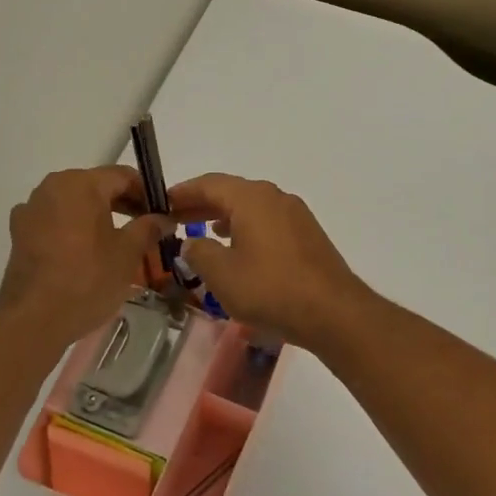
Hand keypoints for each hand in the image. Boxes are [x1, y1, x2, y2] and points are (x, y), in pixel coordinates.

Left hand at [0, 167, 167, 347]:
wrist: (33, 320)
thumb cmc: (87, 280)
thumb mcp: (128, 253)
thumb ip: (148, 227)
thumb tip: (164, 218)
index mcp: (81, 184)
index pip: (123, 176)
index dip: (147, 193)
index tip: (163, 214)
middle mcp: (52, 186)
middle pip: (97, 187)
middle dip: (123, 204)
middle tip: (146, 229)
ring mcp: (31, 209)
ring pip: (75, 204)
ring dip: (98, 216)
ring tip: (118, 242)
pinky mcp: (20, 232)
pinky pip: (55, 220)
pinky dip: (74, 229)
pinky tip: (86, 253)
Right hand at [168, 174, 373, 350]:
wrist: (333, 312)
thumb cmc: (271, 289)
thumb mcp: (222, 275)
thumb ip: (199, 253)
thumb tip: (192, 243)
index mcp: (252, 198)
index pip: (209, 183)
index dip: (183, 192)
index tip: (161, 202)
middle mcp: (275, 197)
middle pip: (231, 192)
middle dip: (202, 204)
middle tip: (175, 219)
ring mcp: (295, 215)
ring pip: (251, 208)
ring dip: (224, 217)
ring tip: (202, 233)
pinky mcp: (307, 235)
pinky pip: (267, 222)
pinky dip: (246, 228)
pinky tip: (238, 249)